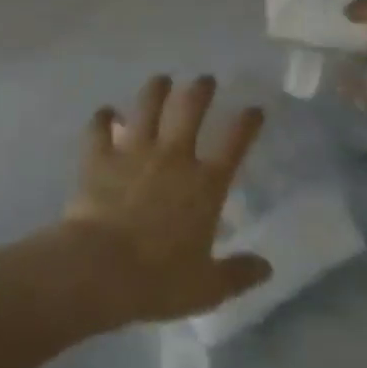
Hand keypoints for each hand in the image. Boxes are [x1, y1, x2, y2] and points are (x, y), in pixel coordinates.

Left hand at [61, 75, 272, 323]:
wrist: (100, 268)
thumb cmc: (159, 280)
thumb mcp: (207, 287)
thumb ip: (238, 274)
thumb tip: (267, 267)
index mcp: (205, 184)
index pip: (234, 143)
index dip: (247, 123)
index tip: (254, 108)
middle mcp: (172, 156)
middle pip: (189, 109)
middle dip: (200, 89)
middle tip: (204, 79)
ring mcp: (133, 151)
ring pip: (147, 106)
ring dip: (155, 90)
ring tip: (161, 79)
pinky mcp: (99, 156)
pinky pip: (99, 128)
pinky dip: (102, 117)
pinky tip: (105, 112)